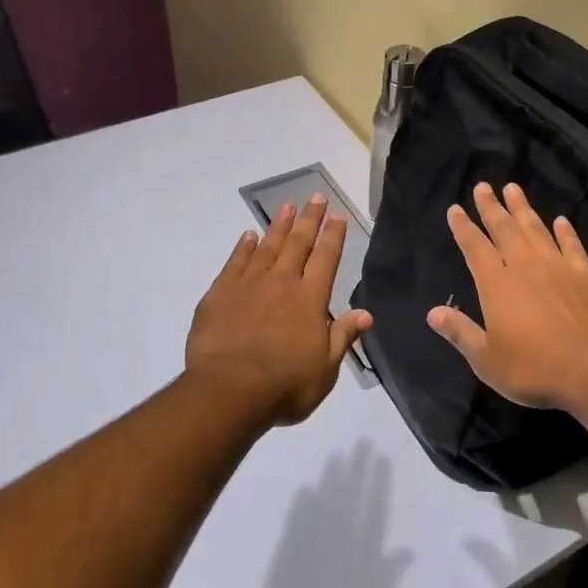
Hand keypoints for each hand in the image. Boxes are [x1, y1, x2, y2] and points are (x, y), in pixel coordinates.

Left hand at [186, 194, 373, 425]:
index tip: (337, 216)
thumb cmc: (285, 386)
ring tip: (287, 207)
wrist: (228, 391)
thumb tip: (366, 313)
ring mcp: (249, 284)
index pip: (326, 258)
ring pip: (267, 246)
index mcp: (310, 299)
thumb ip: (343, 336)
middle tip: (316, 197)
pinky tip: (248, 236)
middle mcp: (282, 282)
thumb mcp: (325, 369)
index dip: (333, 236)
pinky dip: (243, 247)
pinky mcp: (220, 292)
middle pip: (298, 243)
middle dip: (309, 219)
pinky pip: (235, 261)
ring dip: (279, 225)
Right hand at [426, 182, 587, 412]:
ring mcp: (558, 267)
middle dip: (491, 207)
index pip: (475, 247)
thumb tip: (433, 312)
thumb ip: (460, 332)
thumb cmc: (533, 368)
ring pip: (536, 229)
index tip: (456, 209)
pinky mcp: (586, 276)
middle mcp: (524, 267)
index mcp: (497, 285)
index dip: (463, 227)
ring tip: (513, 189)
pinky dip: (565, 231)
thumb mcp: (487, 359)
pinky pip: (572, 246)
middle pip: (504, 229)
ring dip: (523, 209)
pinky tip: (562, 221)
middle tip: (483, 186)